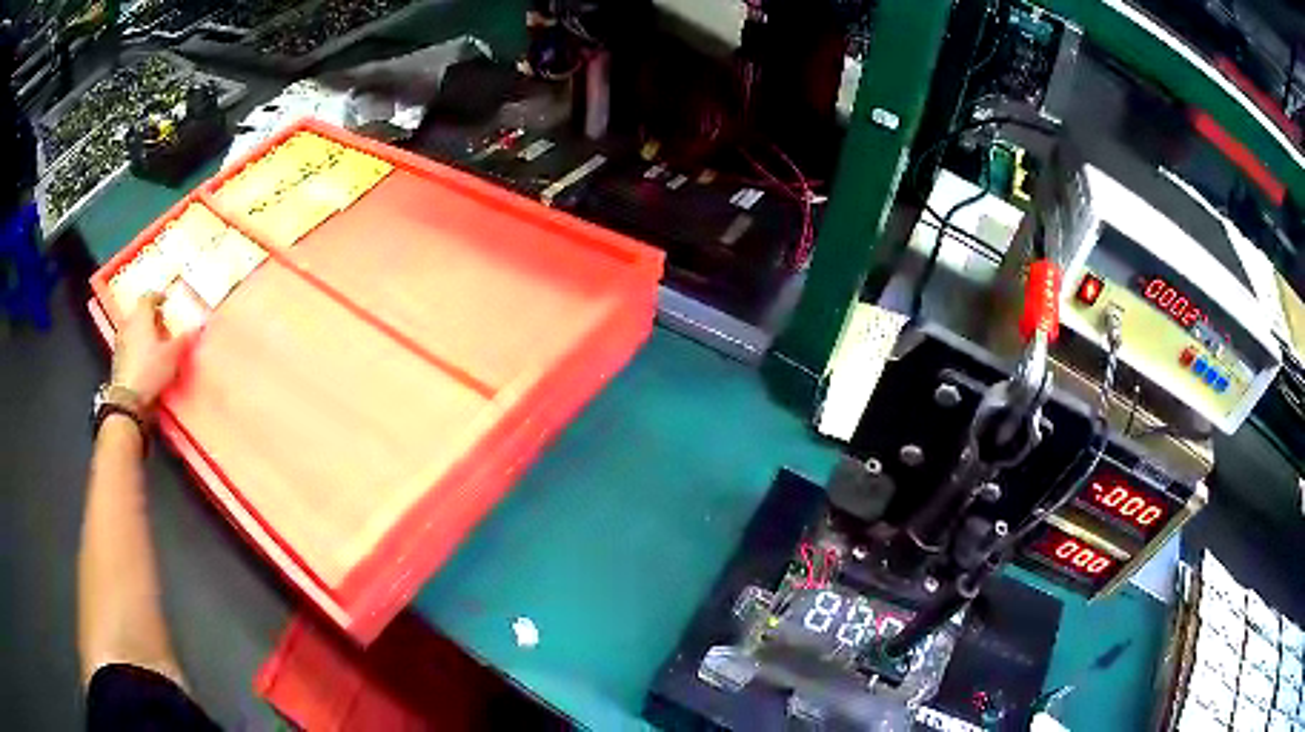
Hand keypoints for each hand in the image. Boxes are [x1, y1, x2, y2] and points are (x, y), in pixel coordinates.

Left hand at [111, 293, 192, 406]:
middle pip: (140, 312)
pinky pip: (129, 343)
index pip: (148, 296)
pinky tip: (144, 357)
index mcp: (142, 316)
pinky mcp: (117, 359)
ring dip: (143, 331)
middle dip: (151, 316)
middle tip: (162, 323)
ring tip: (154, 341)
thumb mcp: (172, 355)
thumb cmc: (150, 370)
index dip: (158, 296)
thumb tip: (198, 326)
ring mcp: (121, 341)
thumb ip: (184, 339)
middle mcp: (129, 323)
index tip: (166, 300)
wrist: (127, 400)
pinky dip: (137, 345)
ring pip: (134, 328)